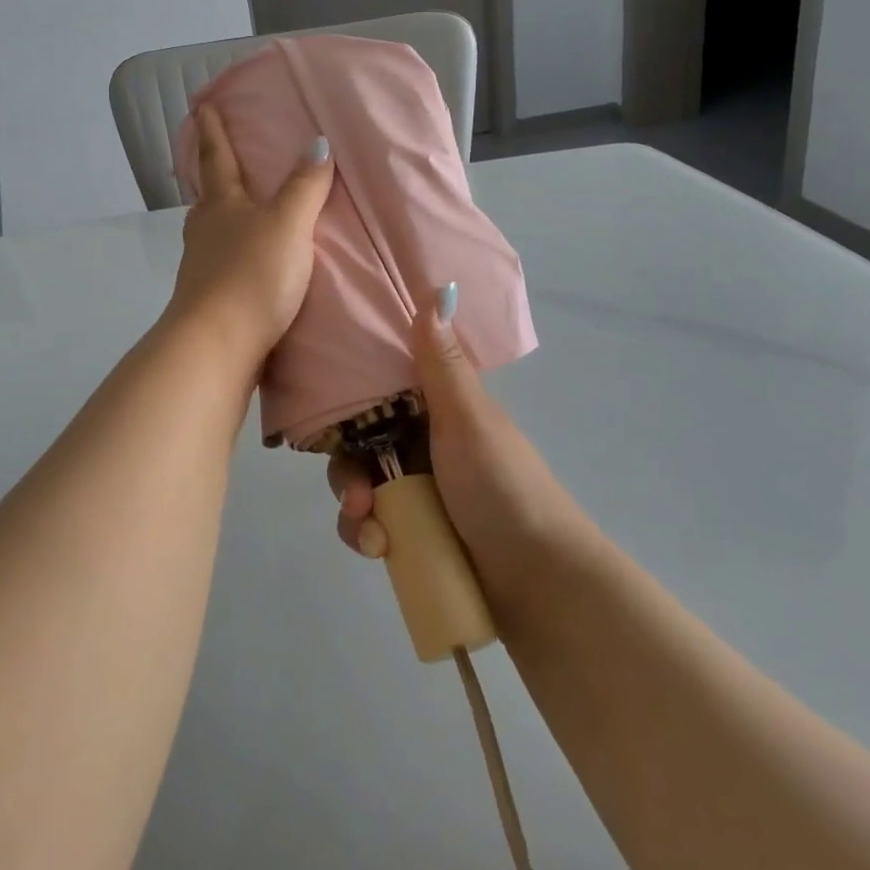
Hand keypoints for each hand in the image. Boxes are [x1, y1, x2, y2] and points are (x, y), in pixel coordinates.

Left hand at [164, 104, 334, 369]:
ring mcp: (202, 268)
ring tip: (243, 215)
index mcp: (222, 205)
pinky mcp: (210, 300)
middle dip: (215, 178)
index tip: (201, 106)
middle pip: (208, 197)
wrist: (216, 346)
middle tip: (224, 165)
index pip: (216, 158)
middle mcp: (205, 231)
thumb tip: (317, 142)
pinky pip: (224, 266)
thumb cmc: (251, 276)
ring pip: (212, 232)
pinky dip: (236, 256)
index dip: (211, 131)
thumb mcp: (287, 225)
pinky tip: (251, 266)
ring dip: (224, 219)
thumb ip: (304, 187)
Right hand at [330, 286, 593, 618]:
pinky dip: (366, 536)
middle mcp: (421, 446)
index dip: (346, 402)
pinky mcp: (413, 533)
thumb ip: (441, 363)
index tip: (328, 418)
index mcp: (435, 410)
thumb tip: (437, 286)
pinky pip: (369, 525)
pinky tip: (380, 549)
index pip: (375, 392)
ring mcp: (417, 492)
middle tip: (358, 495)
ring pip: (358, 486)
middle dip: (347, 470)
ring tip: (373, 532)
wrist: (540, 582)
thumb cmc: (502, 487)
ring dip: (353, 508)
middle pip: (357, 444)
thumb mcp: (468, 420)